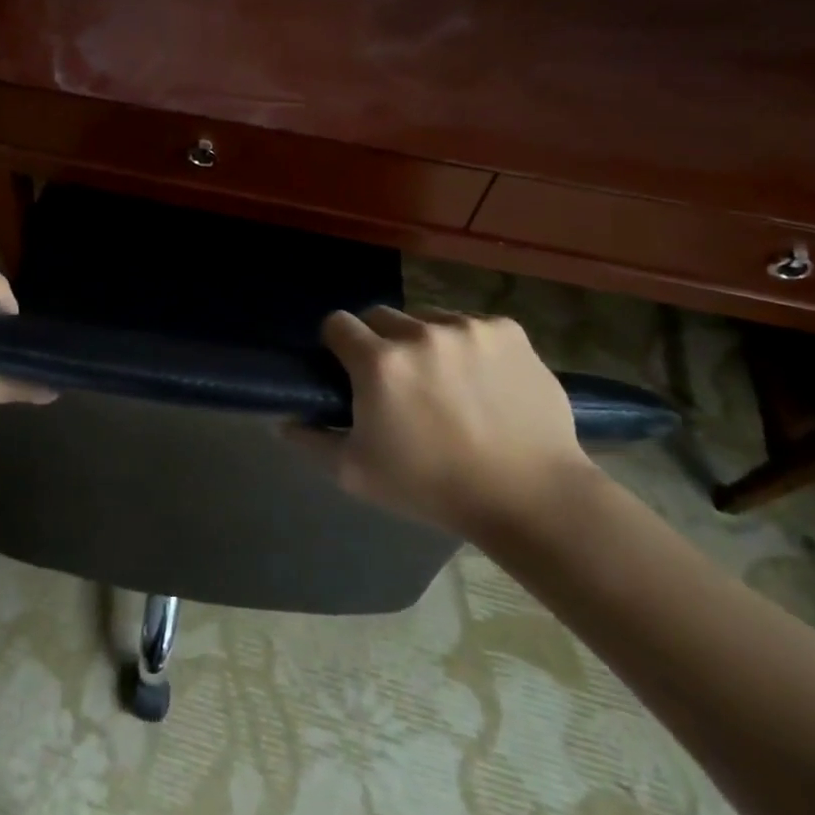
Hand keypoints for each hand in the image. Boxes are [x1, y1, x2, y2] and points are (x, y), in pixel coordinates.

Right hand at [298, 306, 595, 544]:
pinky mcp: (508, 330)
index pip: (337, 323)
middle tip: (398, 382)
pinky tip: (483, 381)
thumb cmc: (433, 488)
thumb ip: (311, 441)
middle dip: (381, 342)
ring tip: (446, 383)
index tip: (349, 369)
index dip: (338, 345)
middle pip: (381, 316)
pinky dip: (469, 345)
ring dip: (426, 342)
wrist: (532, 497)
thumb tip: (283, 420)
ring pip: (428, 318)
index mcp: (379, 362)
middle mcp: (419, 332)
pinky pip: (472, 325)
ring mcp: (468, 327)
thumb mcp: (357, 474)